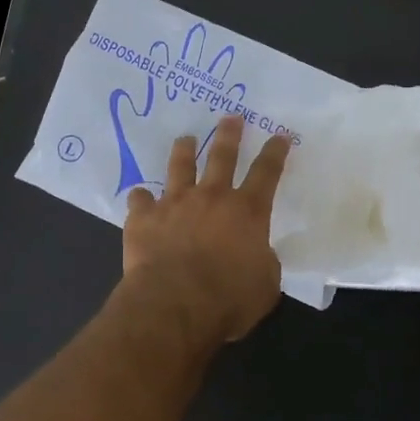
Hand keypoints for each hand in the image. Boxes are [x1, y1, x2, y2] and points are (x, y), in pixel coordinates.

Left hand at [124, 116, 291, 346]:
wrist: (174, 303)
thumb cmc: (228, 298)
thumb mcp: (265, 285)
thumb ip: (263, 262)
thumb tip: (257, 254)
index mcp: (246, 212)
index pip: (266, 172)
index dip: (275, 152)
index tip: (280, 135)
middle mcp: (211, 197)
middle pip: (222, 156)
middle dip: (229, 135)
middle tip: (230, 117)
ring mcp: (174, 203)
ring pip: (180, 166)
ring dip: (184, 150)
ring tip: (185, 138)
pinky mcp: (144, 217)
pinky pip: (140, 200)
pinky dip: (141, 199)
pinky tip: (139, 197)